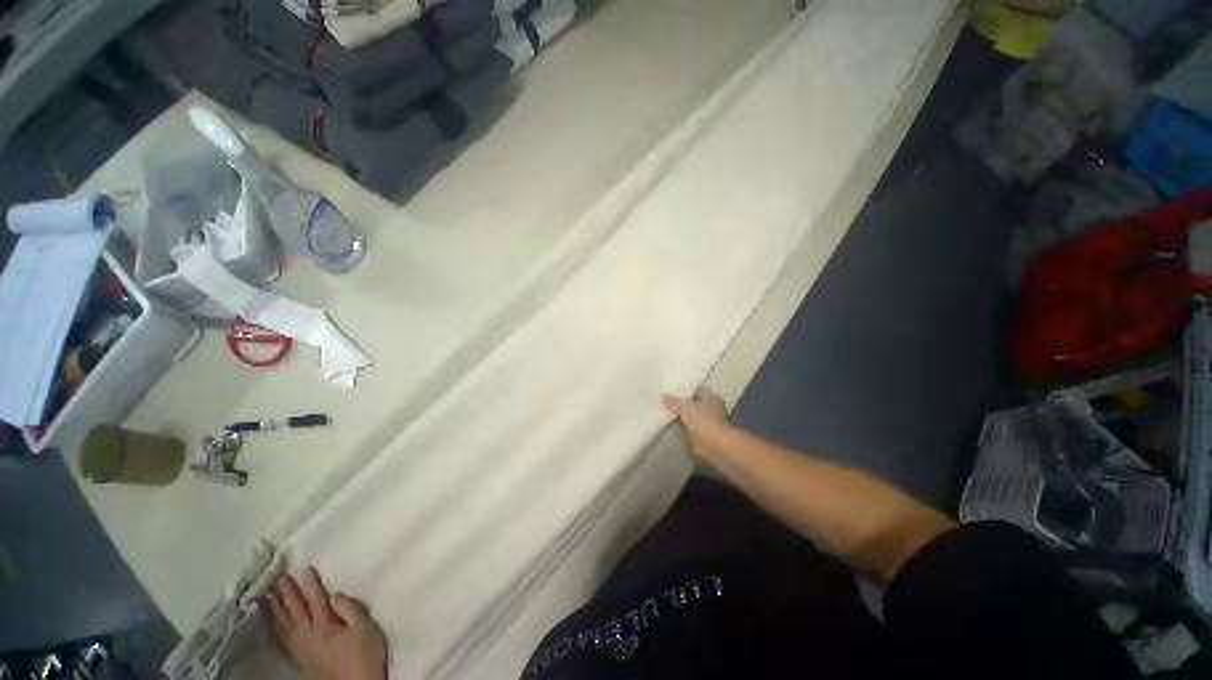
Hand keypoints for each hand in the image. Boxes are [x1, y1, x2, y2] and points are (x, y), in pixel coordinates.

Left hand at [264, 567, 387, 679]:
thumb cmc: (365, 654)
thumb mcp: (365, 628)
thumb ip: (350, 609)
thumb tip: (334, 594)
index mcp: (326, 626)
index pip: (316, 599)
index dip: (310, 584)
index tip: (303, 568)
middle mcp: (308, 634)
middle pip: (295, 610)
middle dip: (286, 593)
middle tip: (277, 576)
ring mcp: (301, 647)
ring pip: (283, 623)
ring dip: (275, 607)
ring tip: (266, 593)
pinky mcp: (299, 657)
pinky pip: (281, 637)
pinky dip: (274, 625)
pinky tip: (270, 619)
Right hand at [662, 390, 731, 458]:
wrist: (716, 448)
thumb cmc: (704, 422)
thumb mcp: (686, 408)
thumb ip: (674, 402)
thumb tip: (663, 396)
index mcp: (710, 398)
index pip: (696, 392)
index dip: (684, 392)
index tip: (669, 392)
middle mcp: (711, 410)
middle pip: (692, 406)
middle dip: (680, 406)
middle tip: (663, 403)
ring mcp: (707, 425)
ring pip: (690, 419)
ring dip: (681, 420)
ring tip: (663, 415)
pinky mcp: (702, 439)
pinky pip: (688, 432)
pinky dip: (681, 431)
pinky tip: (669, 428)